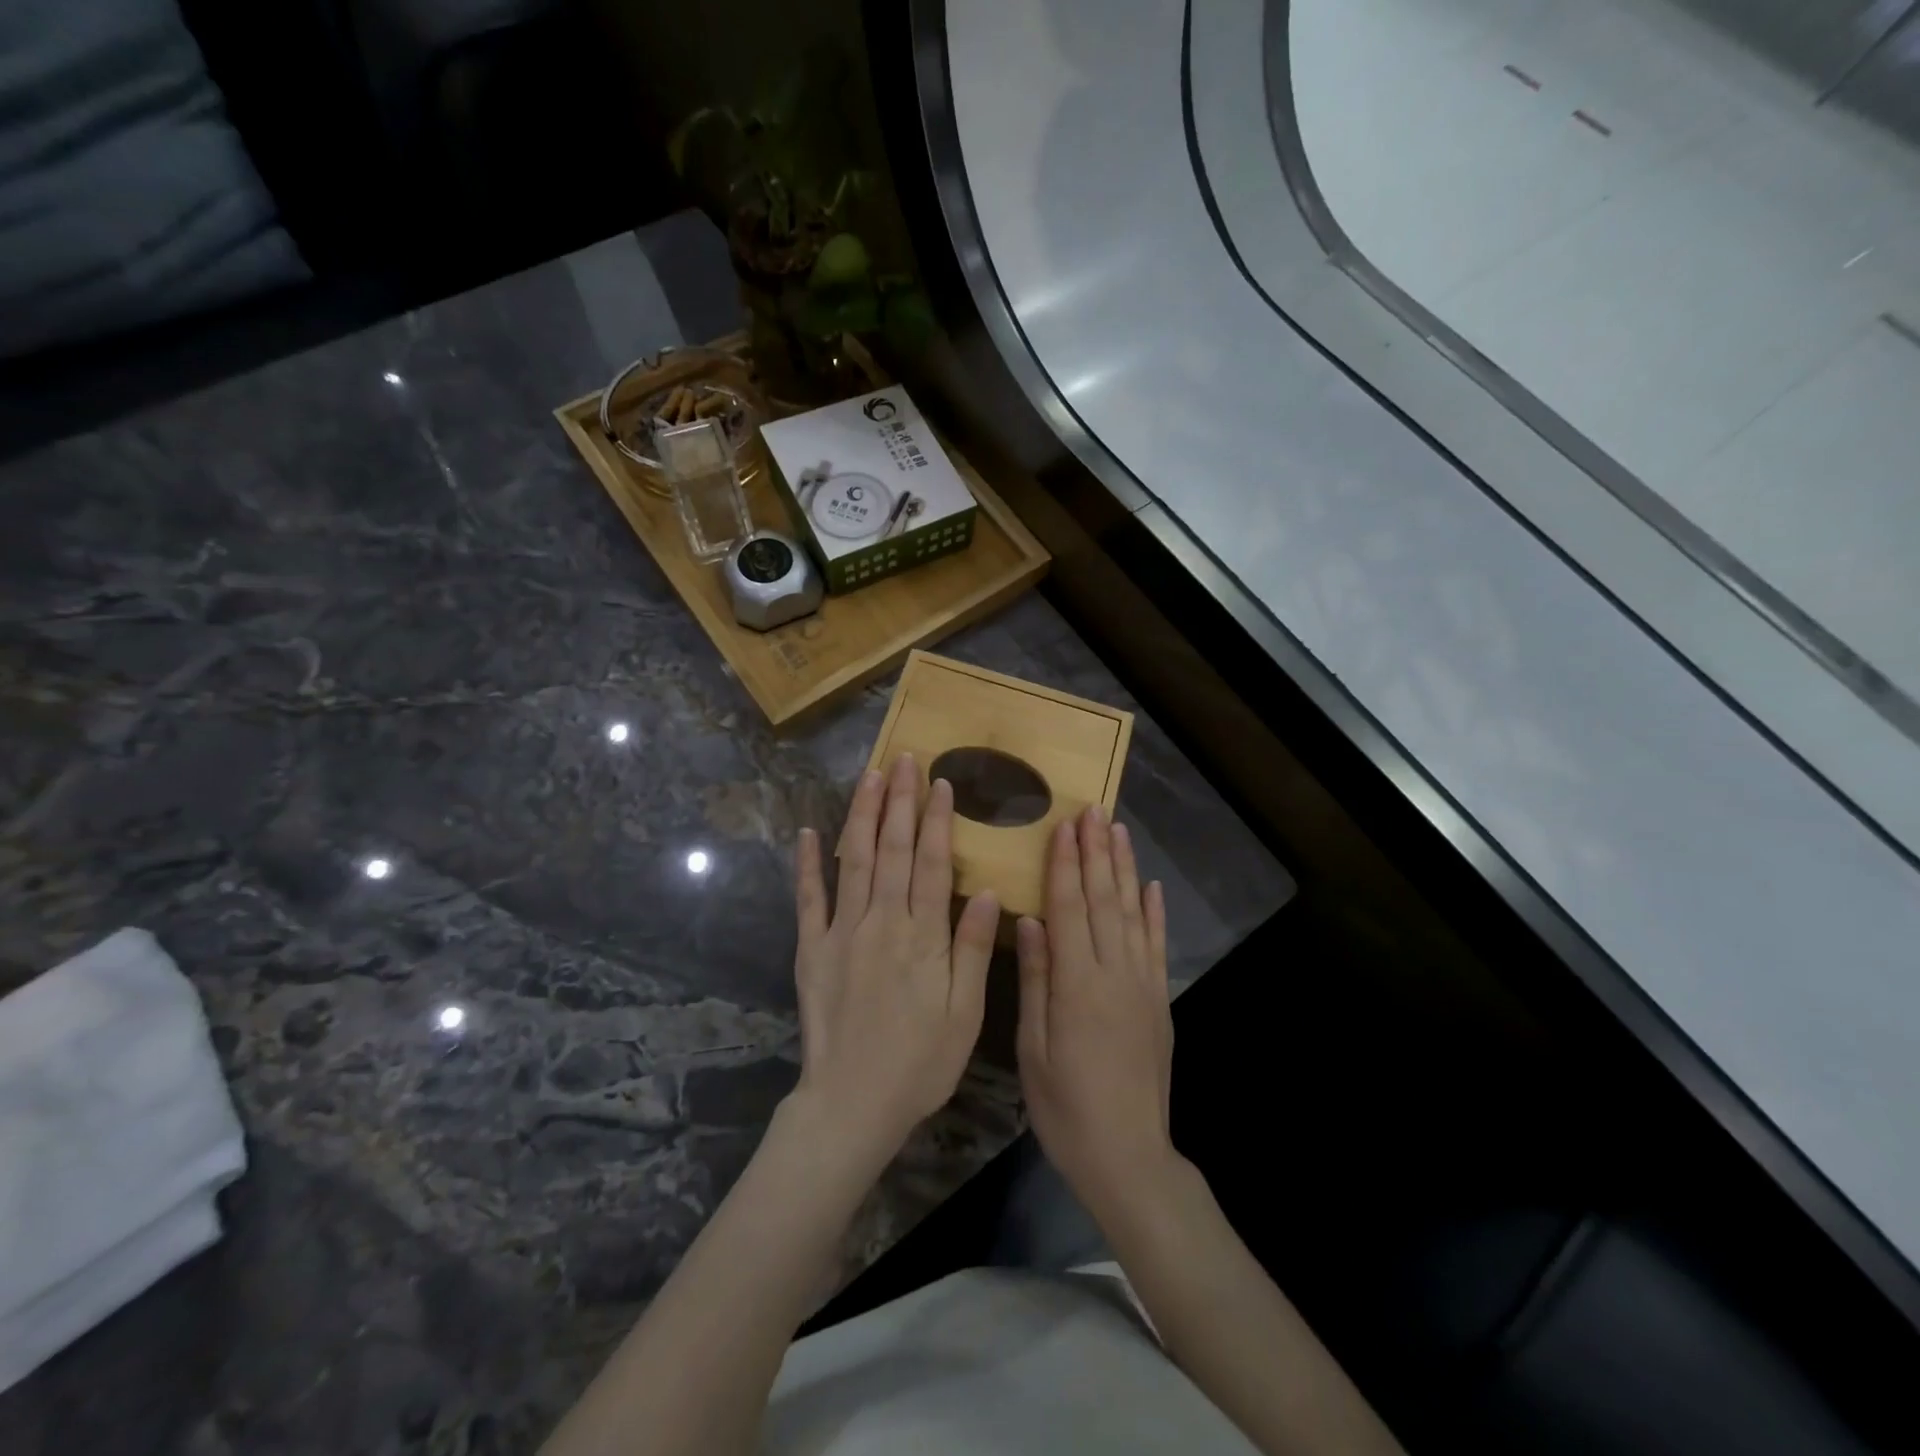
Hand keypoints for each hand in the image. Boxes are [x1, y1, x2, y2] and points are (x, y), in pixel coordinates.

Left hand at [790, 753, 999, 1171]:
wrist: (852, 1103)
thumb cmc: (920, 1063)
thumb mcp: (965, 1014)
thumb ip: (971, 949)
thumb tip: (984, 892)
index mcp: (923, 936)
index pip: (931, 863)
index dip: (936, 820)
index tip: (938, 783)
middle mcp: (882, 922)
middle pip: (892, 849)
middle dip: (899, 801)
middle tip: (903, 759)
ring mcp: (841, 933)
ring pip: (853, 861)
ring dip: (862, 815)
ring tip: (869, 777)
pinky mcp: (810, 950)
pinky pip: (808, 899)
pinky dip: (806, 864)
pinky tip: (807, 832)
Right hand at [1016, 806, 1174, 1222]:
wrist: (1129, 1157)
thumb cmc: (1066, 1108)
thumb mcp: (1034, 1050)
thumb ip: (1036, 981)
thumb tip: (1030, 920)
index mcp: (1077, 985)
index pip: (1070, 909)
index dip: (1066, 865)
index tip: (1064, 826)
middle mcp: (1114, 974)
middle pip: (1105, 901)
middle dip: (1097, 852)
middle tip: (1093, 810)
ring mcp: (1142, 986)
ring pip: (1133, 914)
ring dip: (1125, 869)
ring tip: (1118, 832)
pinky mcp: (1159, 1002)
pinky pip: (1156, 946)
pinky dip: (1154, 912)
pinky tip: (1150, 886)